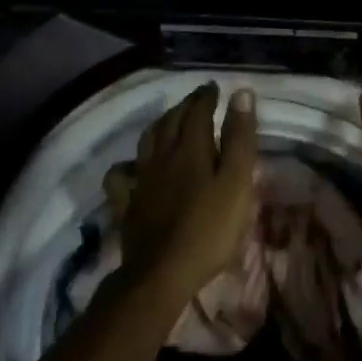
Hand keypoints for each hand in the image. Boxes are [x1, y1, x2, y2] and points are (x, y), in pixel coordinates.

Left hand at [115, 83, 259, 301]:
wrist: (163, 272)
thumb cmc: (210, 229)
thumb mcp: (236, 183)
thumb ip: (239, 139)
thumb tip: (240, 93)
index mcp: (190, 149)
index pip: (197, 112)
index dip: (206, 98)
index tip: (214, 88)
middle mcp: (161, 157)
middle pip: (170, 122)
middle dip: (185, 106)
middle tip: (197, 99)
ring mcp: (141, 181)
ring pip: (146, 142)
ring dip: (160, 126)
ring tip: (169, 122)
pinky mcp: (128, 205)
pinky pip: (122, 177)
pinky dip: (127, 166)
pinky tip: (132, 168)